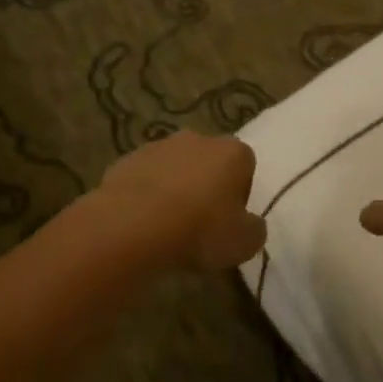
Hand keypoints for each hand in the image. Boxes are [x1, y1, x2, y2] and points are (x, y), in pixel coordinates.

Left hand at [98, 130, 266, 270]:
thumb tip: (250, 224)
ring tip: (166, 227)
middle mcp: (199, 139)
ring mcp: (160, 146)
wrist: (133, 225)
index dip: (239, 195)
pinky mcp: (128, 159)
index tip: (228, 222)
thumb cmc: (199, 229)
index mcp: (234, 152)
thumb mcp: (244, 243)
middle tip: (199, 224)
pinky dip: (145, 196)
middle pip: (209, 162)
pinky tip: (141, 223)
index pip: (245, 167)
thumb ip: (254, 229)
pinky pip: (145, 178)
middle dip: (206, 187)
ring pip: (175, 168)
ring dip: (174, 190)